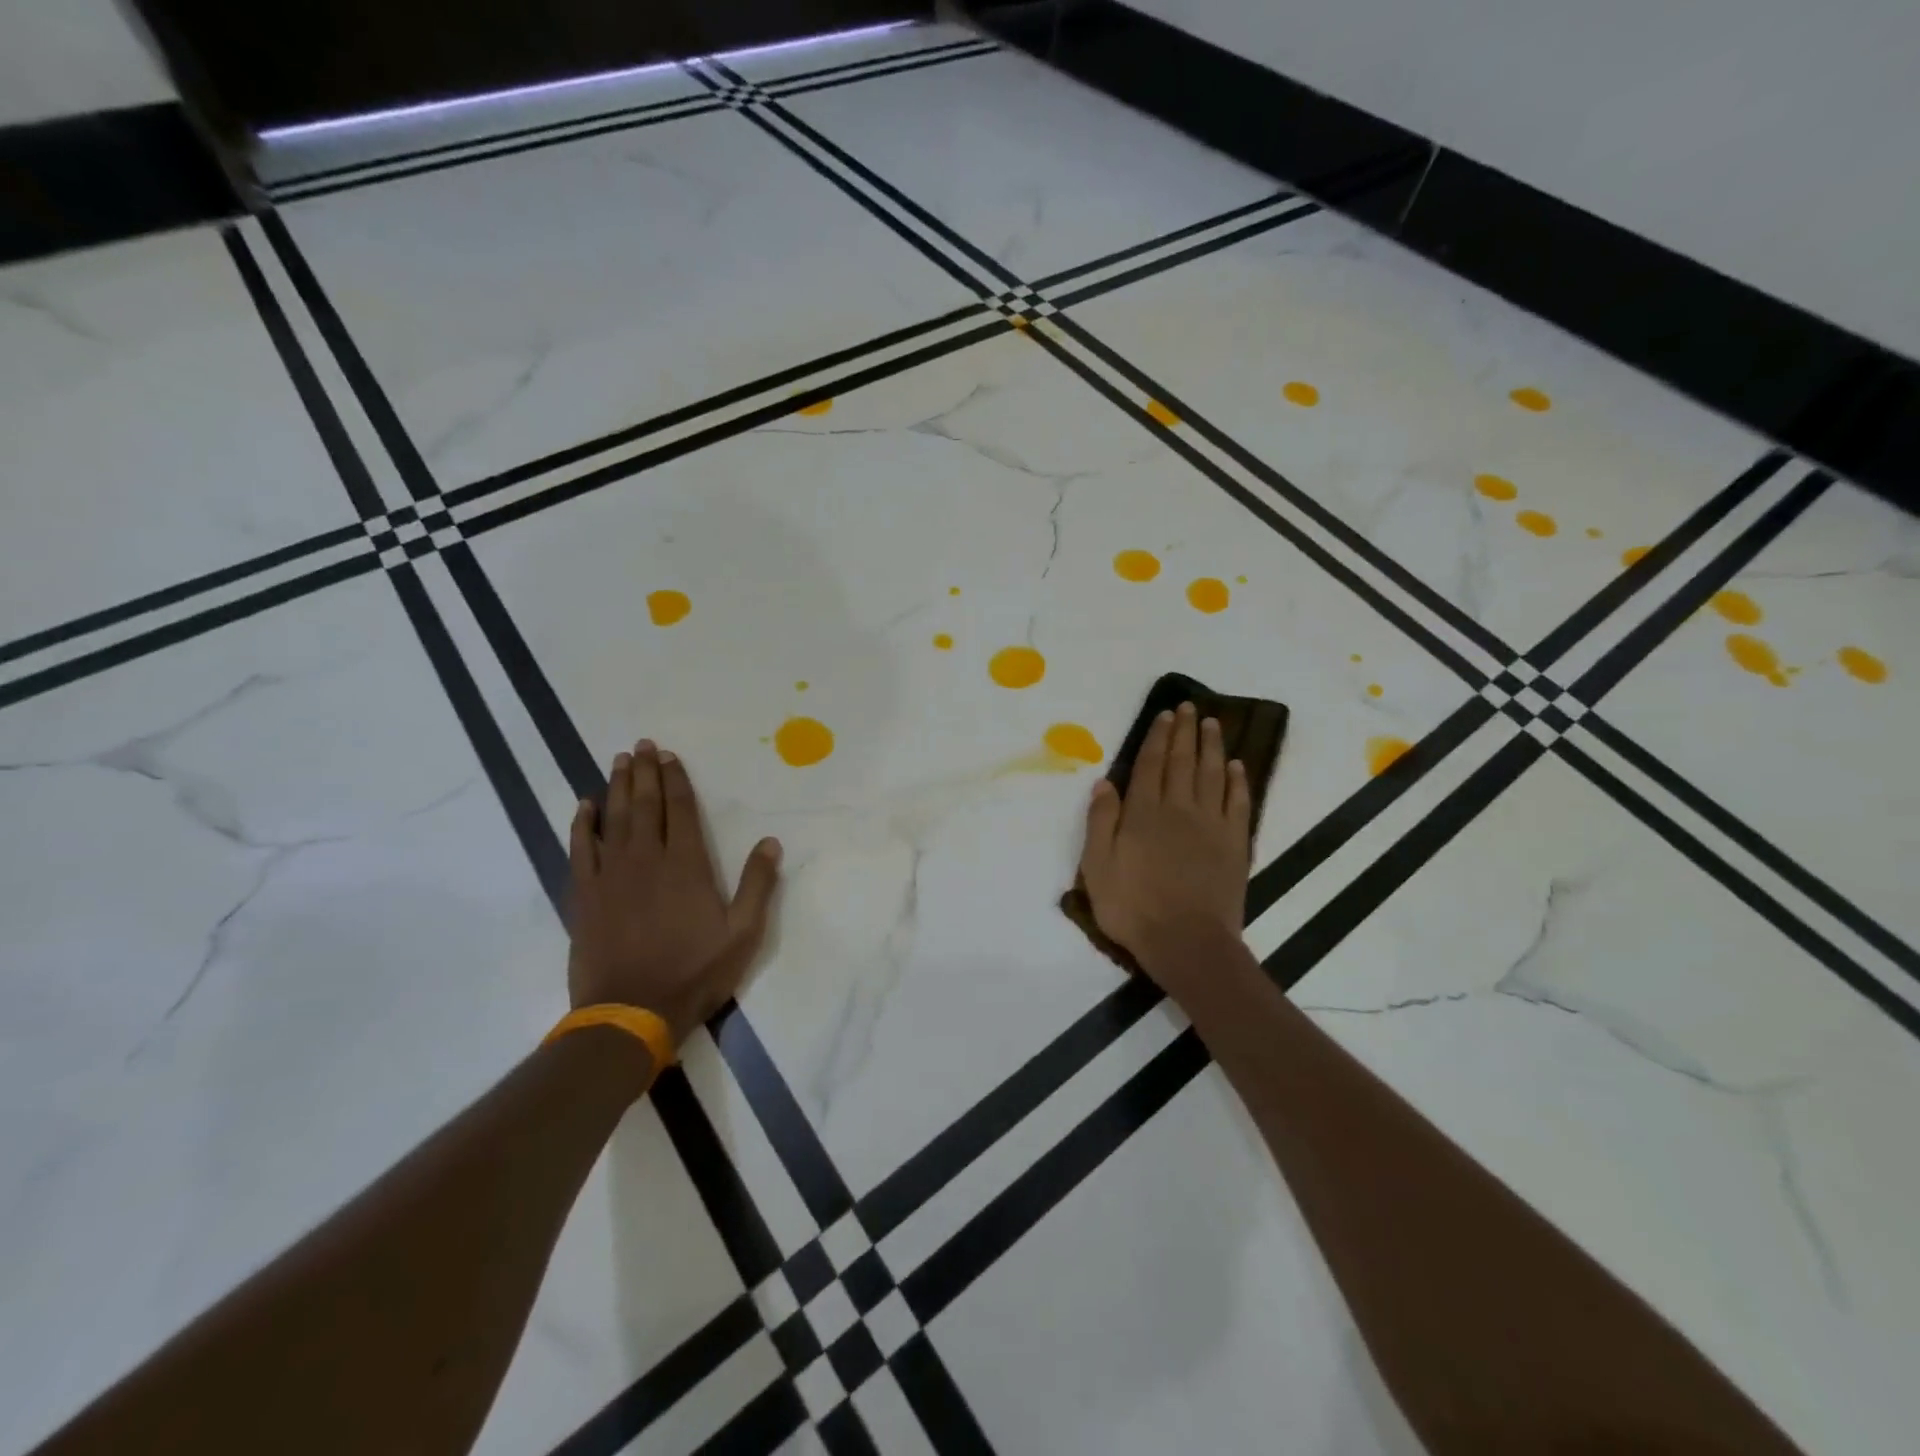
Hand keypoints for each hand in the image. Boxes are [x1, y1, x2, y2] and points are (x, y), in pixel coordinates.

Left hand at [567, 740, 782, 1045]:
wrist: (630, 1012)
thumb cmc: (694, 972)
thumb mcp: (743, 934)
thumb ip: (758, 885)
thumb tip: (771, 842)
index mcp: (687, 865)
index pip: (681, 810)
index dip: (676, 781)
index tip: (670, 757)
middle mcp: (647, 859)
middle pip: (645, 805)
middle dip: (645, 772)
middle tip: (642, 745)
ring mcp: (611, 875)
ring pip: (613, 819)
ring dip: (616, 787)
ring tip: (619, 760)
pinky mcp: (585, 896)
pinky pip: (580, 850)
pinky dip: (581, 825)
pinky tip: (583, 806)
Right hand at [1078, 702, 1250, 998]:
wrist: (1187, 942)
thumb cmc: (1133, 906)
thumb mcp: (1097, 866)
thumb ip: (1101, 821)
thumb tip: (1104, 782)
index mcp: (1143, 812)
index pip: (1151, 764)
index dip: (1158, 737)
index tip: (1165, 715)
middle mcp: (1179, 809)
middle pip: (1183, 762)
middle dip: (1185, 732)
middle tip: (1189, 707)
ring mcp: (1211, 825)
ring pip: (1212, 774)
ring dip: (1212, 746)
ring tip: (1213, 724)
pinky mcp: (1234, 844)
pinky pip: (1238, 803)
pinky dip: (1237, 781)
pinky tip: (1237, 766)